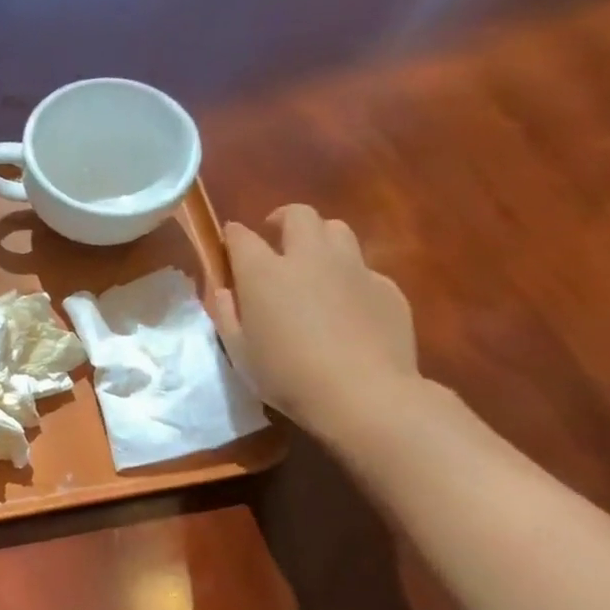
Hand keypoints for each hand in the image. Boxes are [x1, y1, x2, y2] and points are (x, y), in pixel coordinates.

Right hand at [206, 205, 419, 439]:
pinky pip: (363, 268)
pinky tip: (345, 306)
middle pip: (298, 215)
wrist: (363, 394)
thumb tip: (223, 289)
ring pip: (337, 230)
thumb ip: (225, 312)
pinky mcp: (386, 287)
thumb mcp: (238, 350)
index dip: (232, 237)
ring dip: (319, 238)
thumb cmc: (286, 375)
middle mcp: (309, 258)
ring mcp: (353, 269)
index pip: (241, 236)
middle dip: (282, 219)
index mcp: (264, 272)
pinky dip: (348, 276)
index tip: (228, 246)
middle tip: (275, 240)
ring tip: (312, 264)